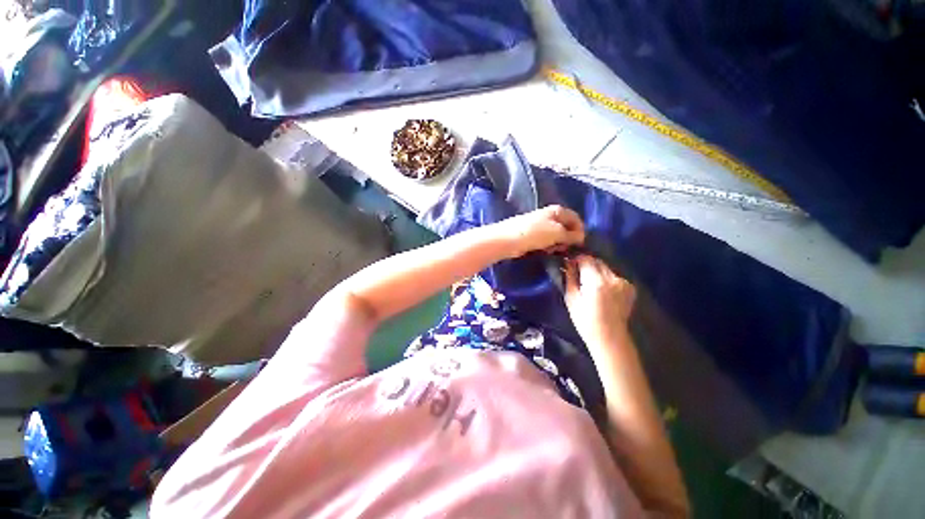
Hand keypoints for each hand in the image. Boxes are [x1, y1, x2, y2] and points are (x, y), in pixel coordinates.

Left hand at [494, 205, 584, 258]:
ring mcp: (540, 225)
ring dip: (558, 244)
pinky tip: (545, 251)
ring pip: (556, 236)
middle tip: (565, 248)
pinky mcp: (532, 235)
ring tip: (553, 250)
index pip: (576, 218)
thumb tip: (581, 237)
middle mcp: (549, 215)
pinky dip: (548, 246)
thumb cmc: (534, 233)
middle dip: (568, 238)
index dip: (580, 230)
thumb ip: (571, 235)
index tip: (580, 244)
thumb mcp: (557, 233)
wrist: (508, 240)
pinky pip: (546, 241)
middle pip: (566, 227)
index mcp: (557, 210)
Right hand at [563, 255, 635, 343]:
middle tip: (577, 272)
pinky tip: (602, 289)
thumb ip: (570, 278)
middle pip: (597, 261)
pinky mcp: (630, 287)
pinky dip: (606, 277)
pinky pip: (614, 275)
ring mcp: (624, 283)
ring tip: (589, 282)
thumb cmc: (585, 320)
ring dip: (596, 270)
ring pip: (606, 267)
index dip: (576, 258)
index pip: (585, 259)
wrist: (610, 337)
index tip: (569, 262)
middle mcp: (612, 278)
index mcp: (596, 282)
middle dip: (586, 263)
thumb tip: (567, 263)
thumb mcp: (571, 299)